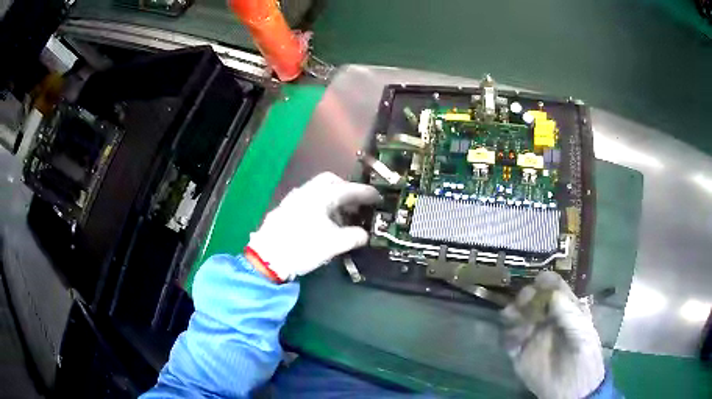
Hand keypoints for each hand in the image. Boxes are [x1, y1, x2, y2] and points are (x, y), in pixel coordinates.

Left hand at [247, 172, 380, 281]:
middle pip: (330, 181)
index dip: (365, 193)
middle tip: (357, 202)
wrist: (268, 257)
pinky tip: (322, 221)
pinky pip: (308, 199)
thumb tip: (364, 235)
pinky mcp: (285, 209)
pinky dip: (320, 205)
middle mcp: (306, 191)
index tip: (378, 196)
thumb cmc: (303, 247)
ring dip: (332, 198)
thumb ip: (353, 236)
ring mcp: (293, 199)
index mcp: (321, 196)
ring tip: (342, 215)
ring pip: (318, 190)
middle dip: (346, 189)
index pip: (348, 189)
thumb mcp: (334, 244)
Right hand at [501, 271, 604, 398]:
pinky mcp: (520, 354)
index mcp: (566, 311)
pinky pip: (508, 340)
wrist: (572, 391)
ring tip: (513, 317)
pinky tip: (516, 340)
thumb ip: (570, 316)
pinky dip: (508, 336)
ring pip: (518, 317)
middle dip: (527, 295)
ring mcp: (533, 336)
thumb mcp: (584, 335)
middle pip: (533, 299)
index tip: (539, 280)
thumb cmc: (585, 359)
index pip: (555, 289)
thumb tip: (553, 295)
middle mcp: (548, 319)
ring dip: (513, 313)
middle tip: (525, 299)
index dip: (547, 281)